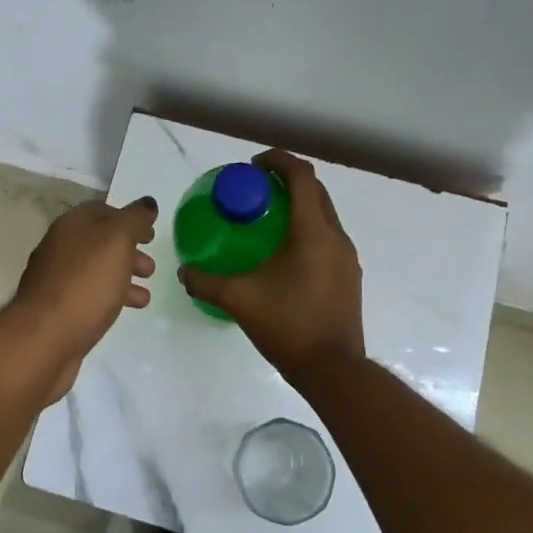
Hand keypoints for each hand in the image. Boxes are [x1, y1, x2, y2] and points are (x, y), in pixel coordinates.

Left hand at [12, 195, 158, 399]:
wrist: (44, 338)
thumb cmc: (85, 283)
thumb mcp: (117, 241)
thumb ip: (134, 219)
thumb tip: (148, 203)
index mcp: (70, 226)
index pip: (102, 210)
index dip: (129, 218)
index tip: (151, 232)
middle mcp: (60, 248)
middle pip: (99, 242)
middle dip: (128, 251)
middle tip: (150, 267)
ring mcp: (56, 280)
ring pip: (96, 270)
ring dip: (122, 276)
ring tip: (145, 294)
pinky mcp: (58, 309)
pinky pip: (90, 295)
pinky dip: (111, 297)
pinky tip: (126, 309)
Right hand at [179, 150, 365, 380]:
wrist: (333, 370)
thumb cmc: (288, 325)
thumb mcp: (239, 300)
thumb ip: (206, 282)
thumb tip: (184, 272)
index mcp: (312, 232)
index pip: (301, 177)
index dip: (278, 162)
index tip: (253, 165)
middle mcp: (335, 237)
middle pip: (315, 192)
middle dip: (287, 181)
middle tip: (256, 189)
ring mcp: (346, 258)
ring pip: (323, 215)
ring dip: (298, 206)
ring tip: (266, 218)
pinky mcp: (348, 276)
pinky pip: (327, 238)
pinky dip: (306, 230)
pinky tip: (283, 253)